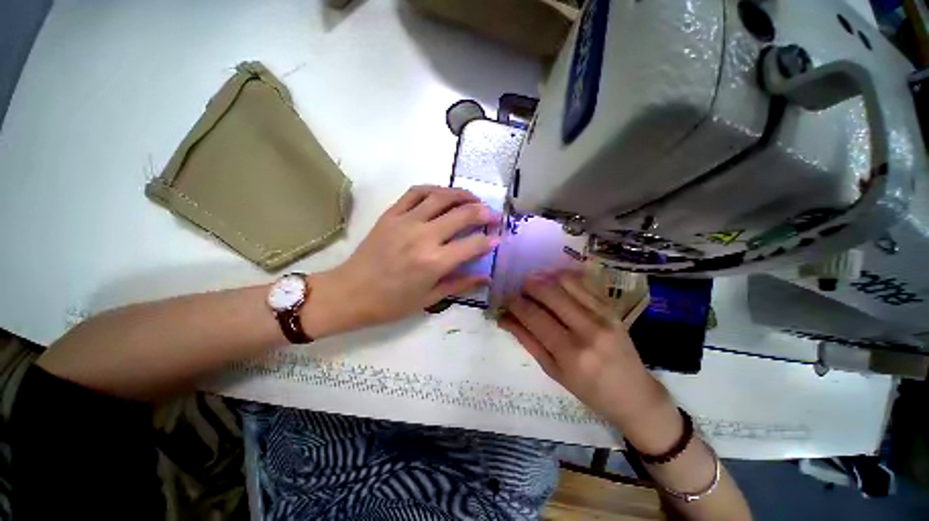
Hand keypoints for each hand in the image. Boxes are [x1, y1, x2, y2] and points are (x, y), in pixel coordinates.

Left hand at [305, 185, 497, 335]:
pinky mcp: (391, 214)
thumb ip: (460, 284)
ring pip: (441, 196)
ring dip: (462, 195)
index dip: (489, 240)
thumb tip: (485, 276)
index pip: (472, 244)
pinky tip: (443, 195)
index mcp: (434, 262)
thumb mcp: (429, 299)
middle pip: (462, 214)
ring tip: (474, 199)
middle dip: (484, 213)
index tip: (498, 238)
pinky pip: (415, 192)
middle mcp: (423, 236)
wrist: (349, 293)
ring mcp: (405, 221)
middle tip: (494, 215)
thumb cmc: (391, 303)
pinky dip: (434, 189)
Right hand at [499, 271, 672, 431]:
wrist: (634, 393)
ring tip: (535, 283)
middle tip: (519, 289)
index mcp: (570, 352)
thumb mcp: (552, 371)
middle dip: (527, 285)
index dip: (515, 303)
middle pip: (549, 292)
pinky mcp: (612, 306)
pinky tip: (555, 281)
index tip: (505, 299)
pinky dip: (564, 276)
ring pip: (566, 281)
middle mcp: (588, 328)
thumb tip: (503, 318)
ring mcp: (603, 314)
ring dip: (544, 277)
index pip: (534, 316)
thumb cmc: (588, 389)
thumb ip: (526, 340)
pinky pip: (584, 280)